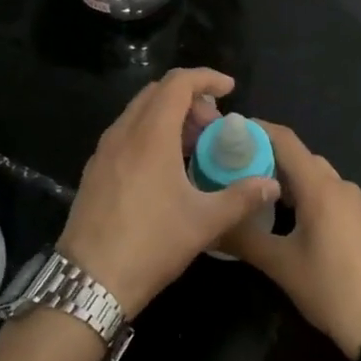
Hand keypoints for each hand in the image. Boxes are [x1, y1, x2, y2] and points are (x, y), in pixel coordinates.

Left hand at [58, 69, 279, 316]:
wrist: (89, 281)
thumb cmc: (151, 245)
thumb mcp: (204, 222)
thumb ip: (242, 197)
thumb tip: (271, 184)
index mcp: (151, 135)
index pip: (178, 83)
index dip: (206, 78)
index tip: (230, 90)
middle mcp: (124, 133)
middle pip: (158, 93)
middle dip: (190, 99)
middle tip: (214, 127)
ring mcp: (104, 151)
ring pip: (139, 112)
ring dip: (169, 117)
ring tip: (194, 147)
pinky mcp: (95, 170)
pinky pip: (126, 133)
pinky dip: (150, 133)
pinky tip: (165, 168)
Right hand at [220, 123, 360, 357]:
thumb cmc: (329, 288)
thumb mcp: (280, 264)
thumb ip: (243, 238)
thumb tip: (209, 225)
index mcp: (320, 187)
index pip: (285, 140)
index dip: (257, 130)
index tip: (227, 131)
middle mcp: (338, 184)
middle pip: (298, 156)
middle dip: (265, 154)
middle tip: (231, 163)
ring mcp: (351, 201)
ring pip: (311, 174)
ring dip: (283, 174)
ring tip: (248, 185)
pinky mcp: (356, 218)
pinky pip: (323, 190)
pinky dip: (299, 190)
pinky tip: (279, 210)